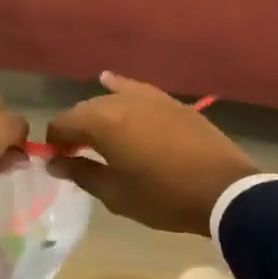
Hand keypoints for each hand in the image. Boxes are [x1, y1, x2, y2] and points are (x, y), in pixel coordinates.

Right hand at [44, 72, 258, 235]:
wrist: (223, 190)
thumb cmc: (163, 197)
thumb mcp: (116, 194)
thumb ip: (81, 173)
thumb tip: (55, 162)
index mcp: (102, 122)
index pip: (62, 123)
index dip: (54, 142)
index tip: (57, 162)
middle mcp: (121, 100)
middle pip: (84, 109)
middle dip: (74, 130)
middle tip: (75, 155)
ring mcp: (149, 97)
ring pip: (110, 100)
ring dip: (98, 116)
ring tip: (99, 138)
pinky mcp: (170, 101)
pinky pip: (136, 90)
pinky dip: (120, 88)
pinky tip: (109, 81)